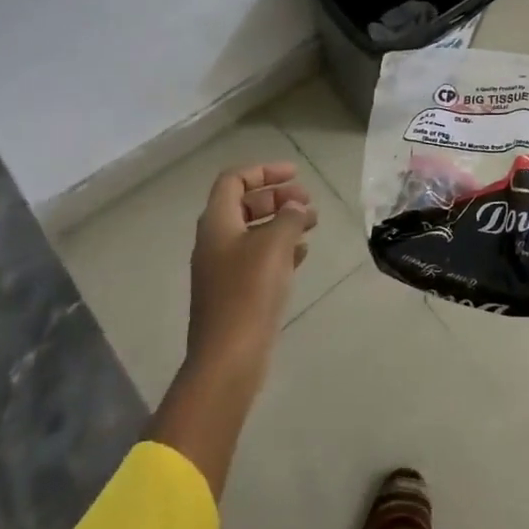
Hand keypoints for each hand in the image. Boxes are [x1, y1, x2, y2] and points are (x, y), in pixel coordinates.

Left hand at [185, 162, 318, 376]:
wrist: (229, 357)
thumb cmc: (249, 291)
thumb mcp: (275, 244)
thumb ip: (289, 217)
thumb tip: (295, 207)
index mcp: (217, 222)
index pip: (234, 179)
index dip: (264, 171)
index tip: (296, 174)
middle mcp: (215, 241)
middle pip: (245, 203)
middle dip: (277, 197)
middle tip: (308, 202)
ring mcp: (223, 269)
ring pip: (254, 231)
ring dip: (282, 222)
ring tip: (313, 224)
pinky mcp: (235, 293)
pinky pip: (258, 258)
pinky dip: (280, 248)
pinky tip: (303, 254)